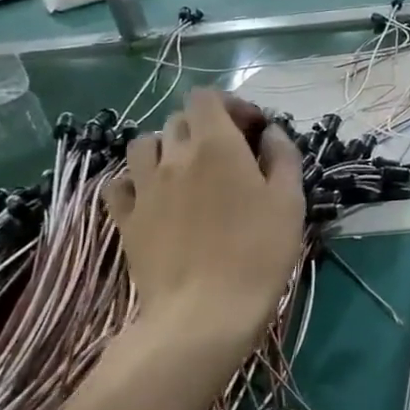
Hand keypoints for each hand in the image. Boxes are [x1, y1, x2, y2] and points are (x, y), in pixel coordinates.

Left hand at [106, 91, 303, 364]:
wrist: (204, 312)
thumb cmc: (258, 253)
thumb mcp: (289, 201)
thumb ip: (283, 157)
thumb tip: (270, 133)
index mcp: (216, 145)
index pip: (207, 97)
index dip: (230, 104)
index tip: (253, 129)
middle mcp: (174, 156)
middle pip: (179, 120)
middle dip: (205, 127)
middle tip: (230, 155)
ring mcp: (144, 188)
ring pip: (143, 145)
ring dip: (166, 148)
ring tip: (187, 172)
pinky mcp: (125, 219)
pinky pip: (120, 183)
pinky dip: (136, 181)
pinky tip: (155, 198)